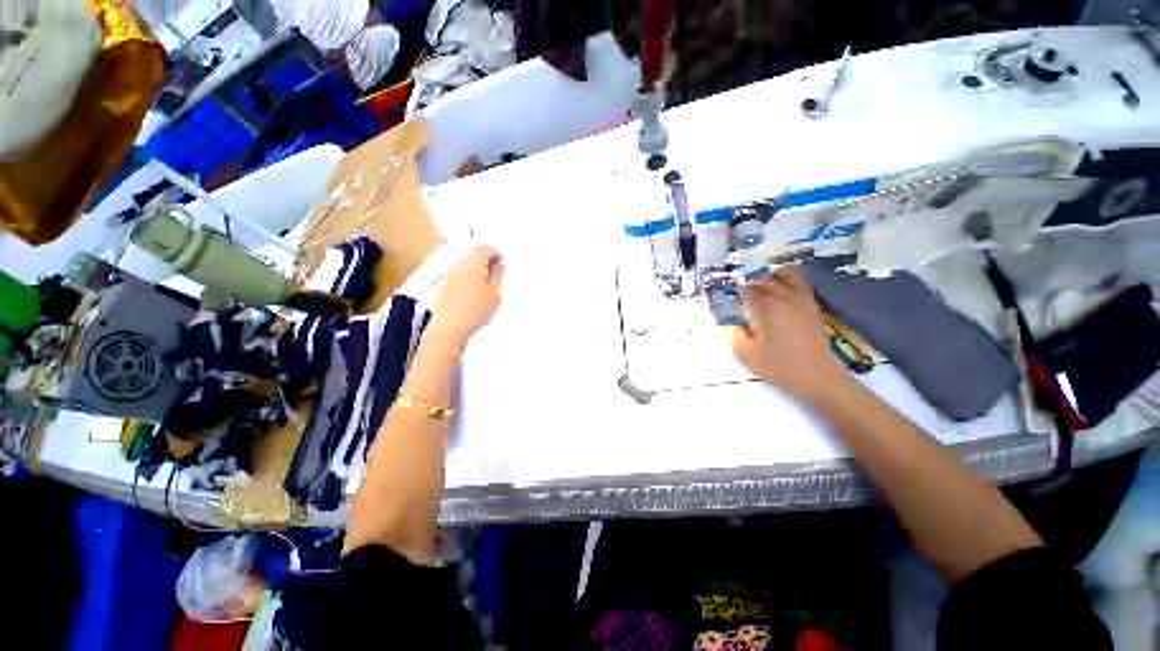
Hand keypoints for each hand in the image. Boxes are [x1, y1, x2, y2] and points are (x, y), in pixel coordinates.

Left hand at [428, 246, 503, 348]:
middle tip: (496, 270)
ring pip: (466, 265)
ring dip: (477, 269)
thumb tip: (499, 265)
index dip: (496, 253)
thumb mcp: (494, 293)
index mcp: (473, 263)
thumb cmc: (476, 309)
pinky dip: (469, 277)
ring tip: (487, 282)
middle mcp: (459, 265)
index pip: (486, 250)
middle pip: (473, 255)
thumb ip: (498, 276)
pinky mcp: (444, 286)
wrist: (449, 327)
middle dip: (485, 259)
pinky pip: (459, 275)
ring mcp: (449, 275)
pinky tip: (474, 291)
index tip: (503, 261)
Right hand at [727, 267, 849, 403]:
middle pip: (762, 280)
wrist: (817, 377)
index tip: (730, 305)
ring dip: (770, 278)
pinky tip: (780, 296)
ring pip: (784, 273)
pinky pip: (799, 282)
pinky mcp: (812, 304)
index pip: (745, 291)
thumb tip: (733, 323)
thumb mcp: (745, 354)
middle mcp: (784, 296)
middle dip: (749, 286)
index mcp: (765, 307)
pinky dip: (786, 282)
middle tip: (741, 299)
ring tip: (762, 291)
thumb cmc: (779, 366)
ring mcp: (802, 298)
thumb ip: (733, 334)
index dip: (735, 295)